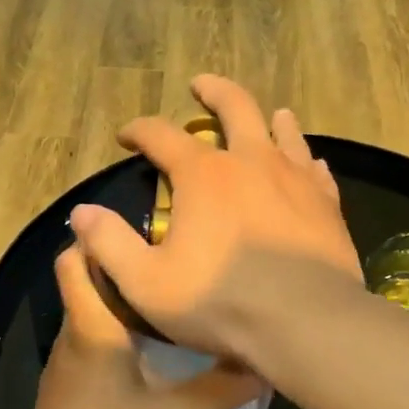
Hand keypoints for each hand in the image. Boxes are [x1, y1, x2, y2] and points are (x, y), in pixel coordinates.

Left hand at [15, 245, 264, 408]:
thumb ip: (224, 385)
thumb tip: (265, 358)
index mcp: (92, 328)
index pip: (76, 260)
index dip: (98, 237)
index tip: (143, 231)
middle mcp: (72, 337)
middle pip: (84, 282)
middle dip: (121, 267)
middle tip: (172, 264)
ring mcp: (63, 366)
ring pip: (87, 314)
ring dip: (119, 302)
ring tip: (169, 301)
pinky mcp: (65, 391)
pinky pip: (87, 343)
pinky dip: (112, 333)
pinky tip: (148, 353)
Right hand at [68, 74, 361, 361]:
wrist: (307, 323)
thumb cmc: (221, 303)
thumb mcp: (146, 283)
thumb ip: (109, 244)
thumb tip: (82, 212)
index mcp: (203, 175)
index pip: (161, 135)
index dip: (139, 130)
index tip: (126, 136)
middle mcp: (251, 162)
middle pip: (235, 106)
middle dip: (213, 92)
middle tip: (201, 85)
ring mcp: (295, 179)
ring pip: (284, 132)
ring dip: (270, 118)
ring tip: (270, 114)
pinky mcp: (327, 203)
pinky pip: (316, 170)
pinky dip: (305, 160)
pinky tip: (309, 163)